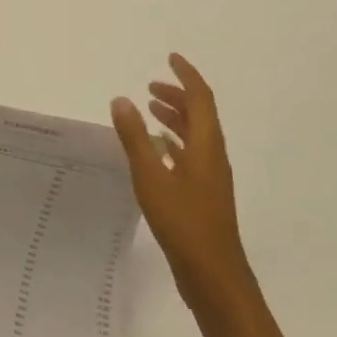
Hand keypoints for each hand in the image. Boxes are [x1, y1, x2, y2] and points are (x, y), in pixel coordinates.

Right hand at [112, 53, 253, 310]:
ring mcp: (210, 178)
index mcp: (206, 147)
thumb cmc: (183, 223)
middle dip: (177, 96)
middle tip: (151, 87)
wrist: (214, 276)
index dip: (186, 76)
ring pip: (195, 136)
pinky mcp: (203, 195)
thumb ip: (135, 138)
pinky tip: (156, 150)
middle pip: (200, 115)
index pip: (201, 99)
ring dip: (175, 118)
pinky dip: (173, 142)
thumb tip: (122, 99)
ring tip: (149, 110)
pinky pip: (190, 155)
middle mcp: (212, 157)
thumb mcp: (151, 177)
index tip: (170, 59)